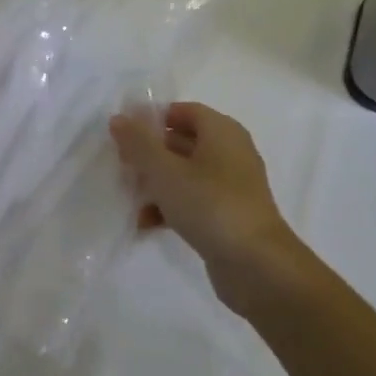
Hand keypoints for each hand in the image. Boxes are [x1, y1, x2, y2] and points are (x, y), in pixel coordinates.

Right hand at [110, 102, 313, 317]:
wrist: (256, 265)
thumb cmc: (210, 205)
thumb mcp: (165, 171)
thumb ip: (139, 144)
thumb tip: (119, 118)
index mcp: (222, 132)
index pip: (184, 111)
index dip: (153, 119)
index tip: (125, 134)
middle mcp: (230, 153)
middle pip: (183, 142)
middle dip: (150, 153)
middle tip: (122, 165)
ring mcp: (231, 187)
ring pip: (185, 174)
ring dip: (156, 184)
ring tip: (130, 197)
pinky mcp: (228, 216)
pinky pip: (193, 201)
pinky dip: (170, 208)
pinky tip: (146, 223)